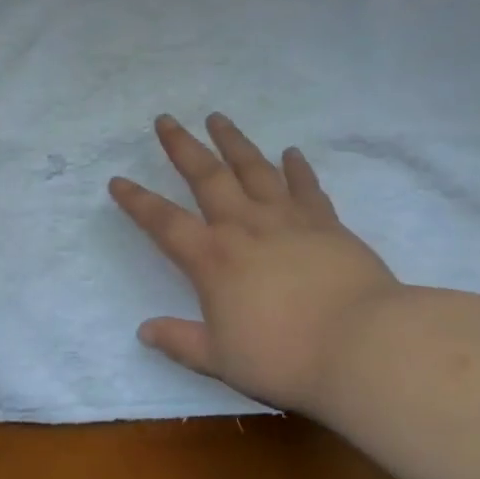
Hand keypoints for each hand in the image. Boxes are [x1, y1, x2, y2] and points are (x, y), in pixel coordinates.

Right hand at [109, 113, 400, 416]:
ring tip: (218, 118)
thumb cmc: (285, 357)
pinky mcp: (325, 223)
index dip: (137, 201)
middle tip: (166, 119)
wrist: (362, 345)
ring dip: (232, 142)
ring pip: (253, 169)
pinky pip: (306, 187)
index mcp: (212, 259)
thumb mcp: (222, 360)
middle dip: (182, 146)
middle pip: (206, 176)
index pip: (164, 222)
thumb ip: (181, 341)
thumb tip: (144, 331)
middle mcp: (244, 227)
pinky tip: (291, 152)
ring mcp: (287, 219)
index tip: (117, 180)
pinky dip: (296, 168)